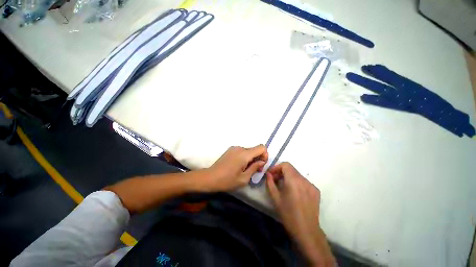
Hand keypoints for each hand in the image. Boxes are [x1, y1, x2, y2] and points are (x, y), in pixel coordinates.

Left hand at [204, 145, 267, 191]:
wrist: (210, 178)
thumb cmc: (227, 180)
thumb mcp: (244, 178)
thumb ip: (255, 168)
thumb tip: (262, 161)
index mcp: (244, 154)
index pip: (261, 147)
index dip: (265, 155)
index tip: (261, 165)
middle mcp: (240, 148)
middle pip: (255, 149)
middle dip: (258, 159)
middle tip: (255, 171)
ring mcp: (234, 148)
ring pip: (249, 151)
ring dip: (251, 159)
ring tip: (246, 170)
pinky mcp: (230, 150)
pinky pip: (242, 152)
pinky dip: (245, 157)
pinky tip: (240, 166)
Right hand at [266, 162, 334, 265]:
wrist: (306, 231)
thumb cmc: (288, 214)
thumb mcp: (275, 198)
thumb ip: (270, 183)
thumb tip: (268, 174)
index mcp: (293, 180)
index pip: (285, 165)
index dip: (277, 167)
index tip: (271, 174)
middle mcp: (304, 180)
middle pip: (291, 169)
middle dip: (281, 172)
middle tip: (275, 179)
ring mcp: (311, 185)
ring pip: (297, 175)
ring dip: (289, 177)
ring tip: (284, 186)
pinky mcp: (316, 191)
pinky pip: (304, 181)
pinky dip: (297, 182)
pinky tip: (294, 193)